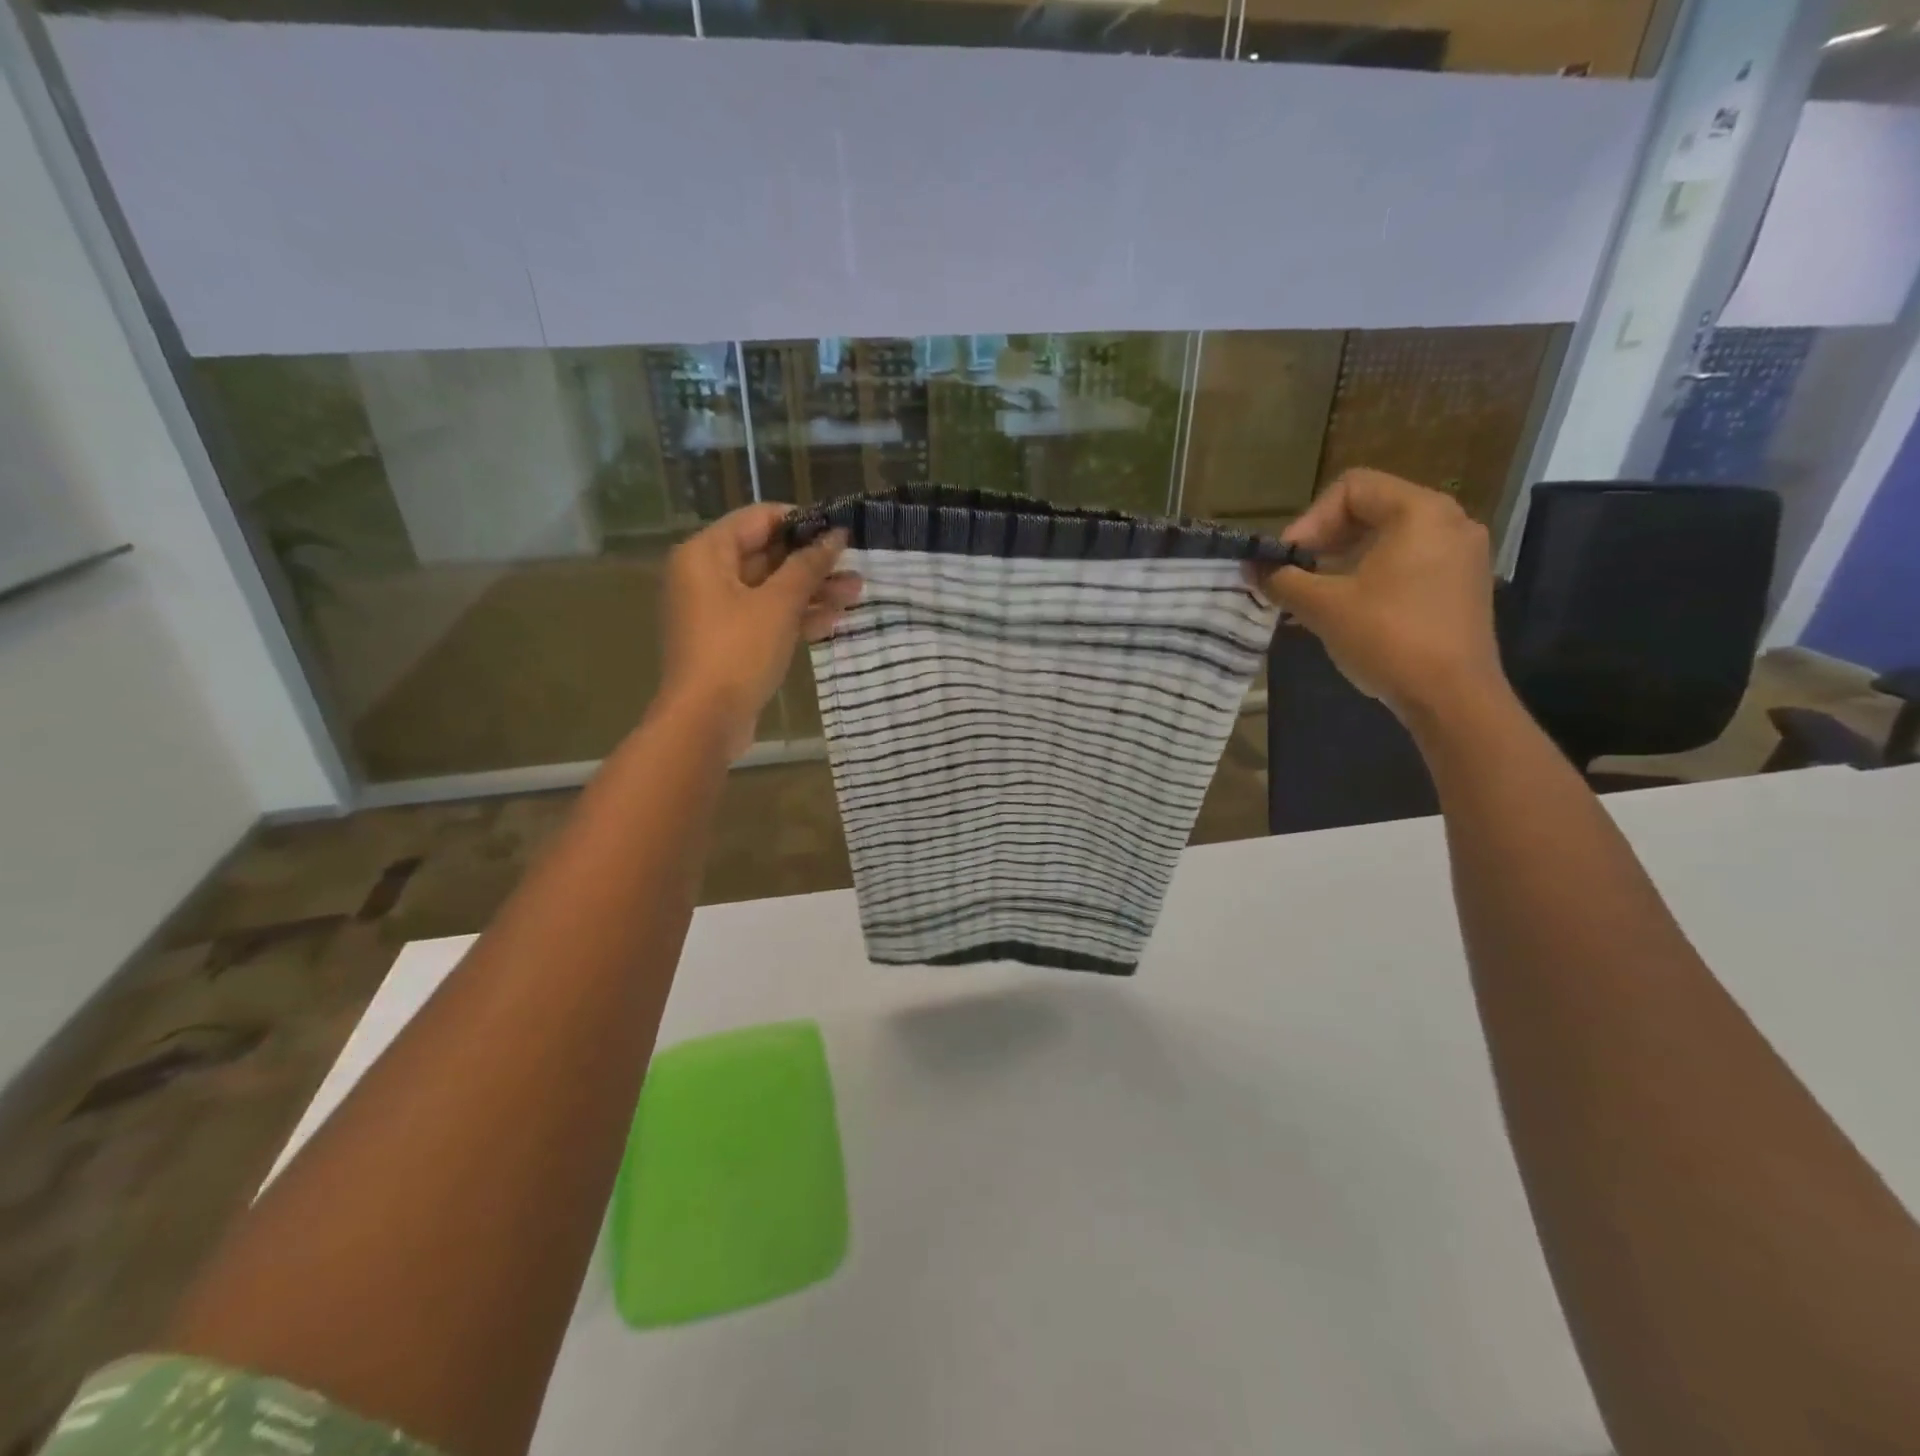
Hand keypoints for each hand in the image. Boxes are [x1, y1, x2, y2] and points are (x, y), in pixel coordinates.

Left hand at [657, 505, 859, 756]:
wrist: (705, 720)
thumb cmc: (739, 651)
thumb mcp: (779, 604)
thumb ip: (808, 566)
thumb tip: (836, 535)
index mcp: (706, 553)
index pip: (759, 519)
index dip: (802, 523)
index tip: (840, 532)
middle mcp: (706, 575)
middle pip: (766, 555)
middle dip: (813, 563)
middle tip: (855, 568)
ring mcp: (717, 611)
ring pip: (770, 590)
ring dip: (811, 592)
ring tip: (856, 595)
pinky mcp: (729, 640)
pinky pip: (765, 617)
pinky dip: (795, 617)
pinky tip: (832, 622)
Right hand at [1251, 469, 1504, 723]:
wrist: (1453, 697)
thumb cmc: (1388, 638)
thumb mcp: (1323, 607)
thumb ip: (1283, 580)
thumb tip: (1252, 567)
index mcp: (1420, 512)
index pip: (1352, 488)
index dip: (1309, 520)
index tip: (1288, 560)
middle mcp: (1449, 522)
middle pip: (1372, 511)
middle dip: (1324, 542)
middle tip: (1294, 576)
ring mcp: (1462, 556)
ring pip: (1388, 541)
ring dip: (1343, 563)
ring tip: (1312, 598)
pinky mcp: (1462, 588)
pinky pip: (1407, 566)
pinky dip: (1371, 579)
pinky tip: (1346, 612)